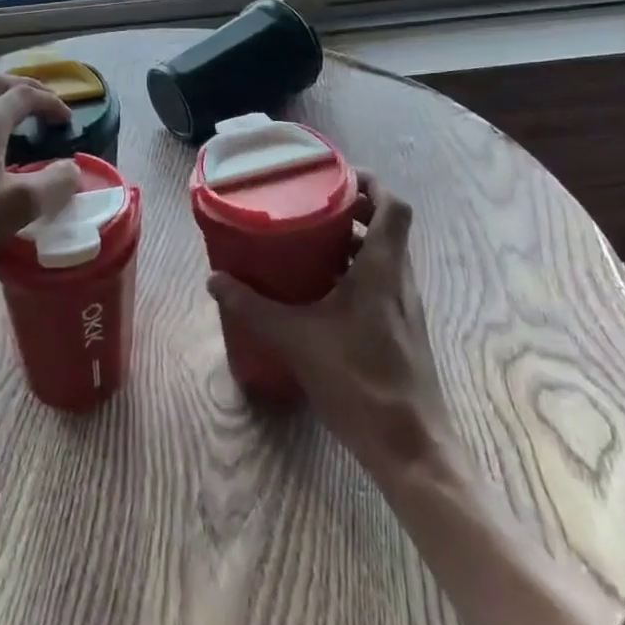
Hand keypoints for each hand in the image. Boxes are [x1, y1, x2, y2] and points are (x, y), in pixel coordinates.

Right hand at [206, 175, 457, 484]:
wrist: (411, 448)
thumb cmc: (359, 381)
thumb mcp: (296, 340)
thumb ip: (254, 307)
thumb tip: (213, 280)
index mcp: (383, 270)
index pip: (394, 206)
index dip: (372, 183)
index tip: (337, 177)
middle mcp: (400, 280)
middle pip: (386, 227)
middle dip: (353, 209)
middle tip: (311, 205)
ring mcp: (405, 307)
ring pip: (384, 256)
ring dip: (353, 242)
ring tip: (309, 242)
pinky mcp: (401, 330)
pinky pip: (381, 283)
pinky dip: (355, 272)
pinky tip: (321, 292)